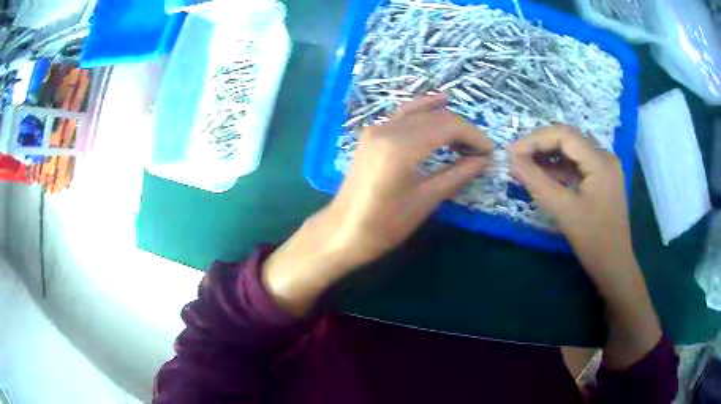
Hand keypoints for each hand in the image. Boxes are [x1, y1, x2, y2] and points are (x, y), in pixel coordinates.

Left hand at [263, 94, 492, 314]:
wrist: (342, 231)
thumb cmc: (384, 224)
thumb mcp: (426, 201)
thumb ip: (457, 174)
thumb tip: (484, 160)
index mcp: (402, 146)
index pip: (448, 126)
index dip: (474, 136)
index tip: (490, 151)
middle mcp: (388, 128)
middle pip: (436, 117)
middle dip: (463, 129)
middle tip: (481, 150)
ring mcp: (376, 128)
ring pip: (420, 112)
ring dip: (446, 120)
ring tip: (465, 137)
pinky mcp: (371, 133)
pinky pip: (403, 114)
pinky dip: (424, 110)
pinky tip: (438, 104)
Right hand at [510, 125, 660, 369]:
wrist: (614, 266)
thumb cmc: (593, 240)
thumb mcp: (563, 210)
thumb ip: (536, 182)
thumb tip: (512, 160)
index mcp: (600, 161)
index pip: (564, 135)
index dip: (535, 140)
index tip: (511, 153)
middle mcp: (605, 157)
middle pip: (568, 140)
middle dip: (540, 146)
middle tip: (516, 159)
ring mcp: (605, 168)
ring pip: (572, 152)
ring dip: (548, 157)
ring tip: (525, 167)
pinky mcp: (602, 180)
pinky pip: (578, 166)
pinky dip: (559, 169)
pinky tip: (543, 177)